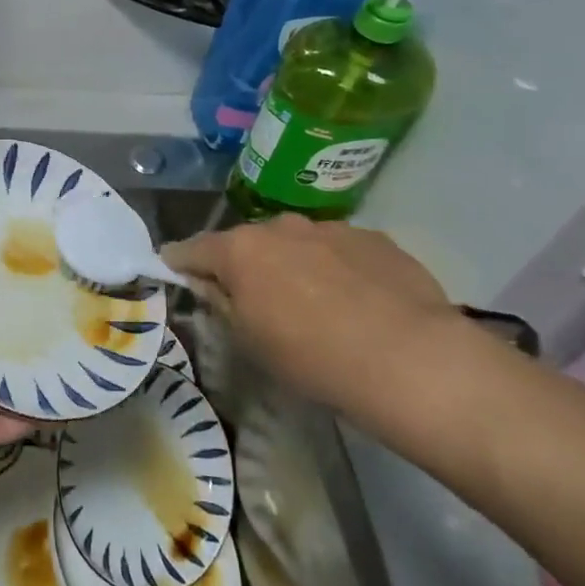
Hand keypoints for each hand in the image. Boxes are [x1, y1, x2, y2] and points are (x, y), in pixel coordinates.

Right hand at [161, 215, 461, 413]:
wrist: (410, 359)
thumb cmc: (312, 357)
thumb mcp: (250, 341)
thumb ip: (222, 302)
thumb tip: (208, 283)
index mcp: (241, 249)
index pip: (193, 248)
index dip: (179, 261)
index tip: (174, 271)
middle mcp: (281, 226)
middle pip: (248, 242)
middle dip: (245, 265)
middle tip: (255, 299)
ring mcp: (331, 228)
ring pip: (297, 243)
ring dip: (294, 264)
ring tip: (315, 303)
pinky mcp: (375, 238)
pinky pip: (341, 250)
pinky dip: (337, 268)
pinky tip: (359, 303)